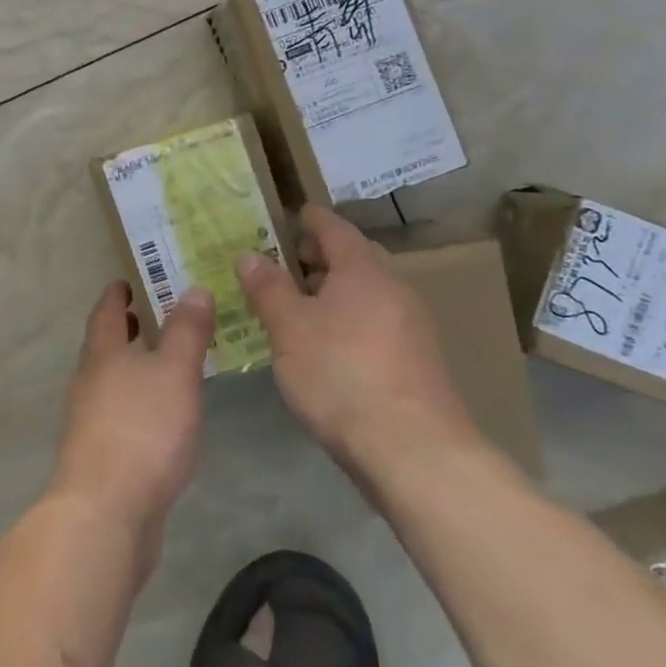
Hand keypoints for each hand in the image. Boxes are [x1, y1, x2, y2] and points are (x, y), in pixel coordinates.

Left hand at [50, 280, 212, 552]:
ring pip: (110, 381)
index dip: (116, 294)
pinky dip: (136, 402)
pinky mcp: (100, 455)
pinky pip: (118, 414)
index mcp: (103, 355)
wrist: (105, 512)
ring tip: (163, 365)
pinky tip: (160, 418)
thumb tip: (193, 288)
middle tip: (149, 316)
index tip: (127, 281)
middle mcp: (89, 382)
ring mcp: (90, 421)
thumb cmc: (142, 431)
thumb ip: (186, 332)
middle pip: (104, 346)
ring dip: (131, 367)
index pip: (106, 312)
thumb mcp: (174, 373)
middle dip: (125, 330)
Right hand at [234, 206, 481, 484]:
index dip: (308, 219)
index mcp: (363, 269)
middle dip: (318, 257)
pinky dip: (348, 320)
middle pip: (354, 258)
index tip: (288, 216)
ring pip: (366, 293)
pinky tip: (325, 346)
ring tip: (296, 308)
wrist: (414, 451)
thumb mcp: (288, 328)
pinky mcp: (417, 362)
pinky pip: (375, 322)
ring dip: (333, 292)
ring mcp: (411, 326)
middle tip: (283, 264)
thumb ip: (267, 288)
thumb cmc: (340, 374)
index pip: (333, 227)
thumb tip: (249, 254)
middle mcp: (394, 288)